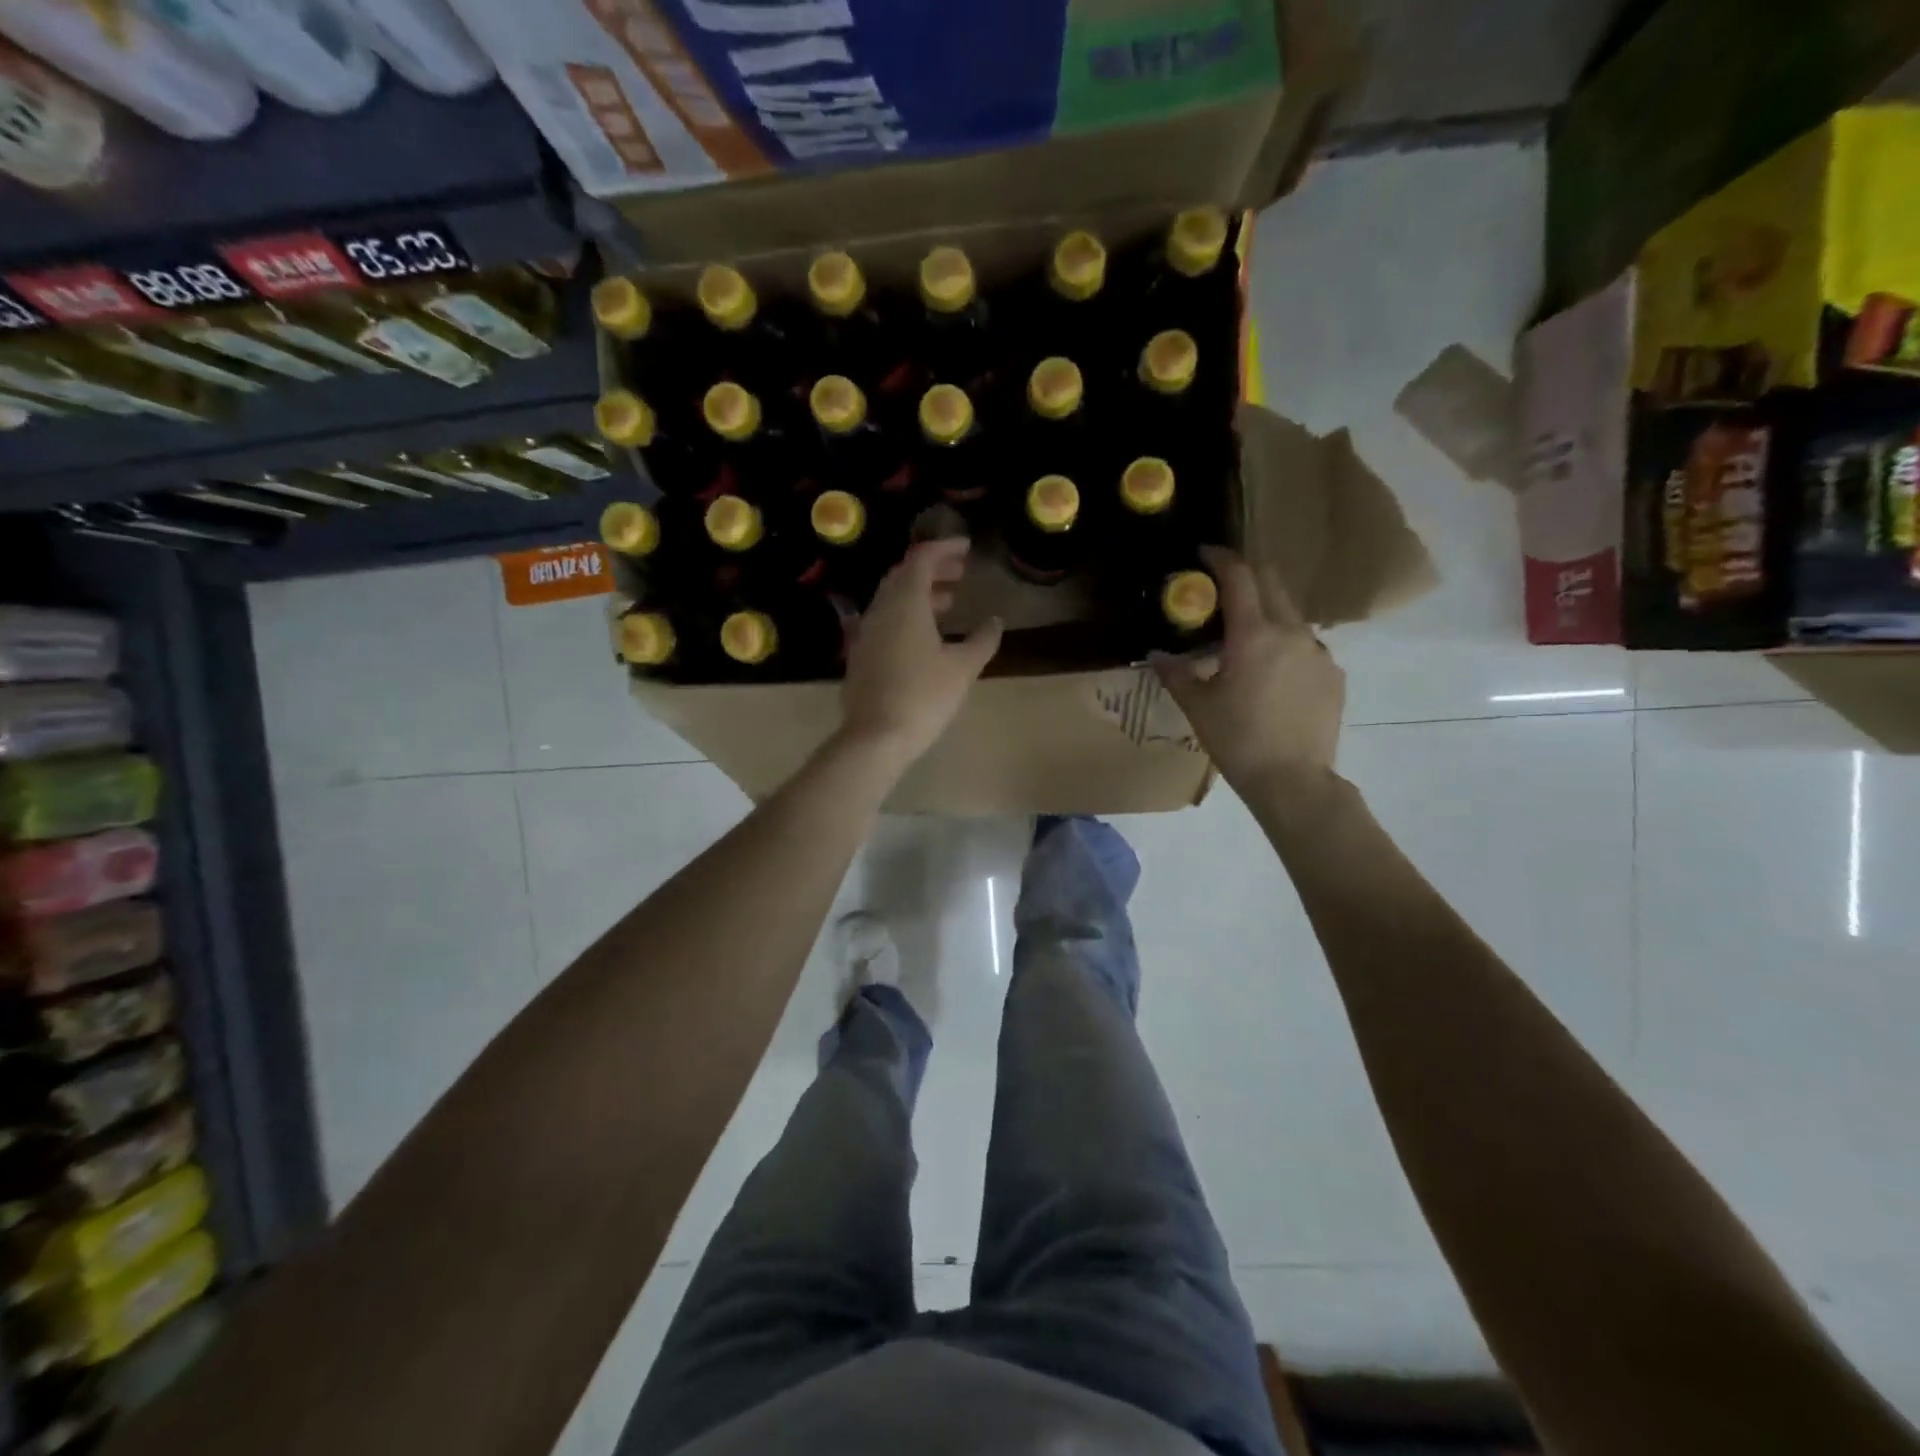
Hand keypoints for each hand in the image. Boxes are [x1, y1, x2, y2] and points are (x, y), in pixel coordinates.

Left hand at [840, 538, 1001, 767]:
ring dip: (919, 594)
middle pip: (903, 576)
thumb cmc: (923, 697)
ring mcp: (866, 633)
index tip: (967, 548)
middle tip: (960, 573)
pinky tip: (923, 636)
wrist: (875, 737)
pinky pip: (885, 621)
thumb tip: (996, 621)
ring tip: (948, 603)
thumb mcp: (962, 668)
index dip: (944, 548)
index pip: (921, 559)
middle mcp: (880, 610)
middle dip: (932, 569)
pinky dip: (906, 615)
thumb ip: (983, 640)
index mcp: (905, 604)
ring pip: (892, 600)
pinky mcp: (861, 655)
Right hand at [1153, 546, 1344, 792]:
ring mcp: (1318, 652)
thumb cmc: (1238, 740)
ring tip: (1246, 638)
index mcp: (1254, 635)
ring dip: (1267, 611)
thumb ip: (1176, 673)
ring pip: (1291, 614)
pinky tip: (1272, 674)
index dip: (1221, 558)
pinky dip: (1285, 645)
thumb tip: (1156, 655)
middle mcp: (1291, 632)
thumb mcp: (1198, 706)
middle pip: (1273, 582)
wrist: (1293, 780)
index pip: (1239, 577)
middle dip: (1248, 574)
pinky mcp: (1333, 674)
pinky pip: (1306, 646)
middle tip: (1224, 585)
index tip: (1205, 552)